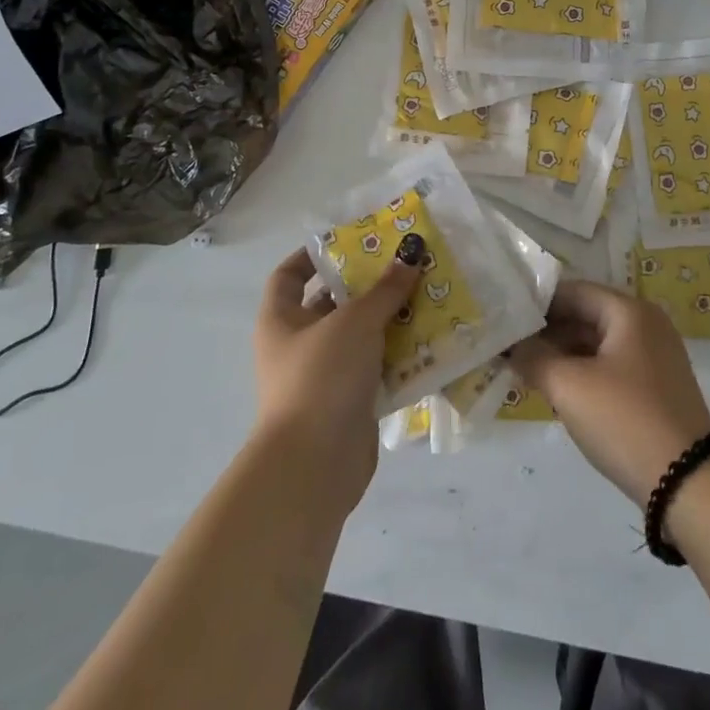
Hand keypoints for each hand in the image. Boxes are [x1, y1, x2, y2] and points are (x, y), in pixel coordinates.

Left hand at [252, 248, 419, 517]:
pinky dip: (398, 357)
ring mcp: (323, 377)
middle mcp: (297, 346)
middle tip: (405, 267)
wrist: (314, 467)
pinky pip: (375, 369)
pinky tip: (429, 341)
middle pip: (332, 304)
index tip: (351, 242)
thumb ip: (385, 289)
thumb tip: (411, 255)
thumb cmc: (322, 377)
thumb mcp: (356, 322)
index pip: (289, 275)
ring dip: (389, 321)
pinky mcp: (348, 405)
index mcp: (281, 320)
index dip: (314, 255)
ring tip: (427, 298)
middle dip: (368, 287)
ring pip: (359, 338)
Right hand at [510, 280, 709, 507]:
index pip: (572, 291)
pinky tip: (555, 389)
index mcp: (629, 311)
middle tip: (507, 347)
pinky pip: (610, 366)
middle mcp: (645, 324)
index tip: (503, 318)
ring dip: (561, 354)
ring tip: (523, 369)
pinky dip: (582, 372)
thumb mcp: (569, 387)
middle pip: (585, 315)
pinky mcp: (656, 387)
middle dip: (546, 332)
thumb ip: (534, 358)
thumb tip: (511, 345)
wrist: (690, 485)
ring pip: (596, 344)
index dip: (536, 303)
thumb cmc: (625, 420)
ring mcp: (654, 357)